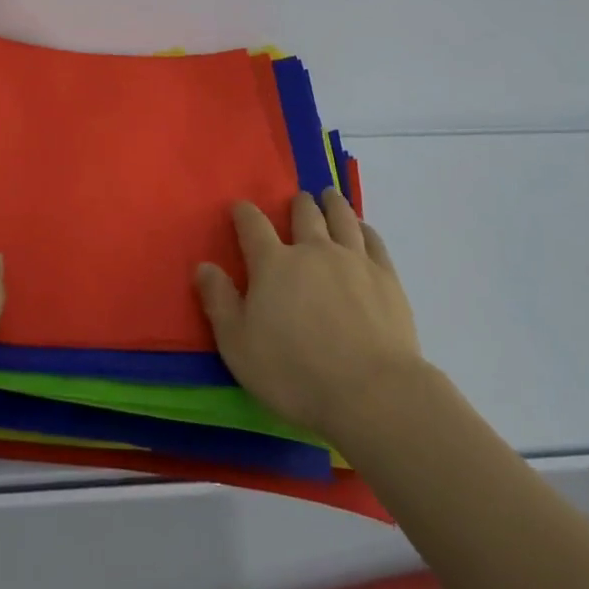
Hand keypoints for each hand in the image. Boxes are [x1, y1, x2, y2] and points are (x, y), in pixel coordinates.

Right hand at [195, 189, 420, 441]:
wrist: (370, 391)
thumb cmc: (295, 372)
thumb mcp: (239, 346)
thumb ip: (219, 302)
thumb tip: (203, 266)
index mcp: (274, 264)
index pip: (253, 225)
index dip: (244, 213)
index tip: (239, 208)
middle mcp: (313, 250)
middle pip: (304, 214)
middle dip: (298, 204)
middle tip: (297, 201)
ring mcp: (353, 259)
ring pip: (342, 218)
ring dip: (333, 204)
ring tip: (329, 197)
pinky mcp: (385, 276)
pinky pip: (373, 240)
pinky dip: (365, 229)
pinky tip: (363, 229)